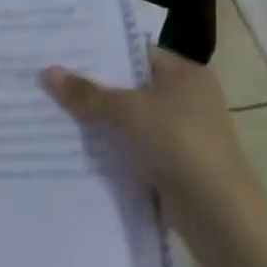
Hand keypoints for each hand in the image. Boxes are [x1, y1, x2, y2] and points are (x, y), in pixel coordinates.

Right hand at [39, 46, 247, 219]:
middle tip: (48, 79)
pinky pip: (132, 147)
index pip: (134, 51)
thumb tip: (47, 72)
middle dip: (92, 87)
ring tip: (51, 110)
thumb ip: (86, 93)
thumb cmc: (178, 143)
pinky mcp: (173, 164)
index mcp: (184, 73)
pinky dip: (110, 148)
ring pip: (128, 119)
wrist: (219, 215)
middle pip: (129, 85)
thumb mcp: (127, 111)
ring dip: (98, 120)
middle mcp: (186, 98)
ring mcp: (181, 133)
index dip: (98, 51)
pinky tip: (75, 146)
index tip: (60, 51)